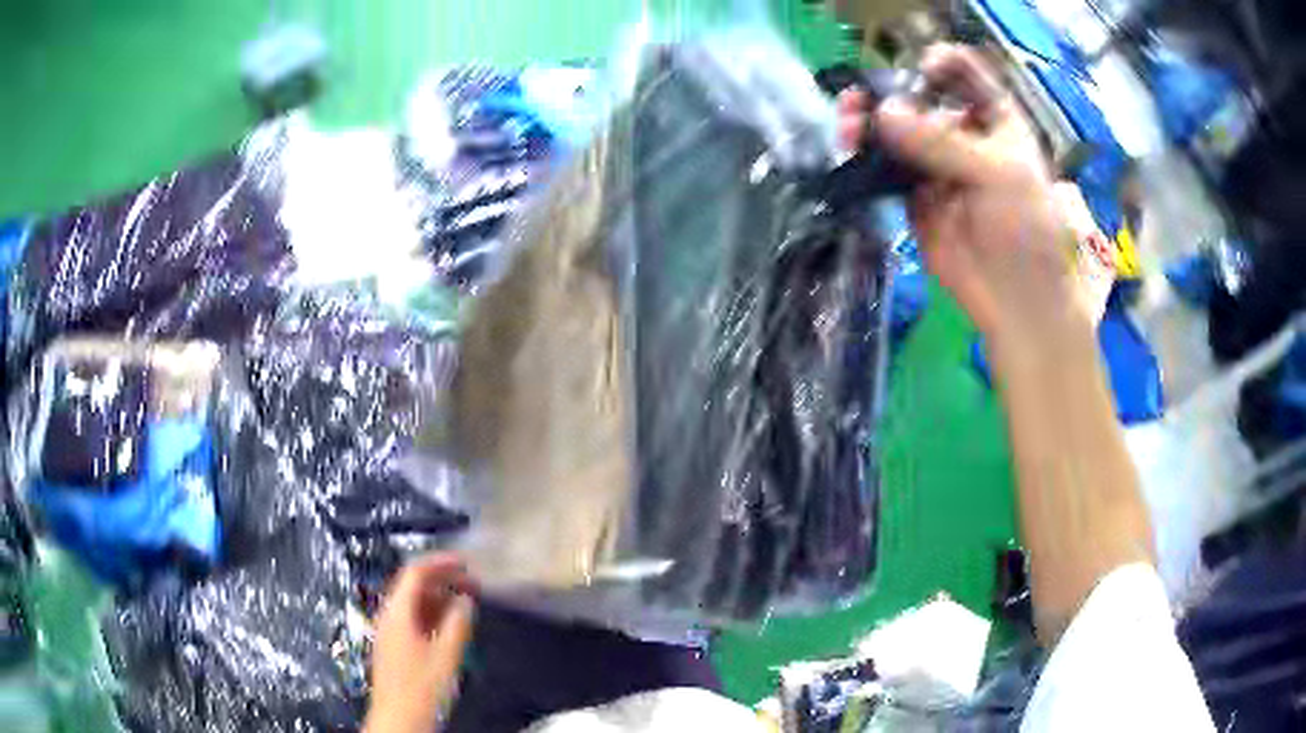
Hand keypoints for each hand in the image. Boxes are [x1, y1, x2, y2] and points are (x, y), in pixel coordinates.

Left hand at [364, 554, 475, 732]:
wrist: (399, 719)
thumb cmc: (422, 687)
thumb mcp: (447, 655)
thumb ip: (458, 623)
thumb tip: (466, 600)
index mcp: (397, 612)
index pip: (415, 572)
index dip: (440, 562)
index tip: (466, 562)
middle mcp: (389, 617)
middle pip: (412, 585)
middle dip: (442, 579)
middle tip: (472, 582)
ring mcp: (390, 632)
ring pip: (413, 603)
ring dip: (439, 598)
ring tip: (466, 602)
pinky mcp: (395, 647)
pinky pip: (413, 619)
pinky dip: (433, 614)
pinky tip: (451, 625)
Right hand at [839, 45, 1087, 365]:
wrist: (1016, 299)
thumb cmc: (1026, 230)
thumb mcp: (997, 175)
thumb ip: (941, 143)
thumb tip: (882, 115)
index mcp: (994, 120)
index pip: (964, 75)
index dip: (941, 63)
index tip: (920, 69)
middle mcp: (962, 134)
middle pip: (921, 97)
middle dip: (893, 93)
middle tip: (865, 98)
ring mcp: (936, 164)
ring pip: (897, 130)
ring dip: (870, 121)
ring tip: (848, 122)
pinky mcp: (914, 195)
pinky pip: (885, 166)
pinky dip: (864, 156)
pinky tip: (848, 148)